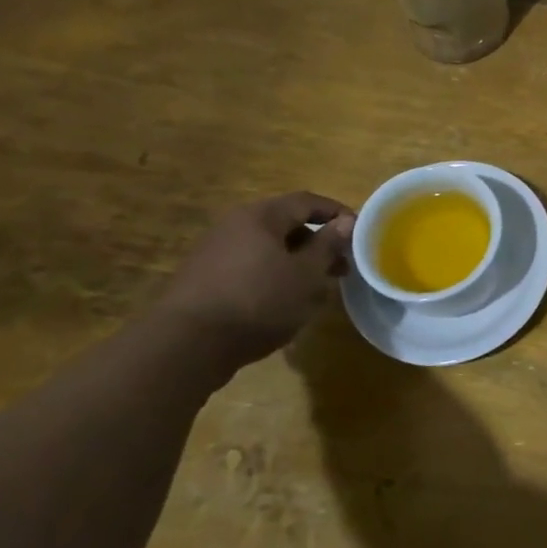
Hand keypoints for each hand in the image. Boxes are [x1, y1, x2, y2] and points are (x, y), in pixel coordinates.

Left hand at [154, 192, 356, 370]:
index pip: (307, 201)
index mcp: (260, 216)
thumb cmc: (258, 301)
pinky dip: (273, 277)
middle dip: (318, 243)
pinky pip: (249, 268)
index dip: (337, 212)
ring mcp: (214, 253)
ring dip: (296, 263)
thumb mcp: (305, 274)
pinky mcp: (203, 281)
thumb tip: (347, 222)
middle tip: (342, 266)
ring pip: (268, 249)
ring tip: (317, 288)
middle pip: (286, 225)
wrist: (186, 346)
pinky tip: (283, 303)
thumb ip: (328, 245)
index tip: (360, 232)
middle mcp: (234, 226)